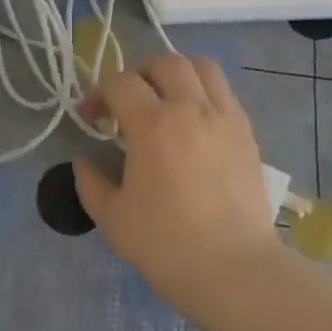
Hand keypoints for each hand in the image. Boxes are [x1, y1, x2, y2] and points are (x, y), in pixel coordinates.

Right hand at [74, 52, 277, 305]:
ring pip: (202, 66)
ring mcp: (225, 117)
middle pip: (165, 62)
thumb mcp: (113, 218)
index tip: (91, 117)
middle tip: (128, 101)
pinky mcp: (247, 133)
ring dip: (177, 72)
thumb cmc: (167, 244)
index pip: (120, 83)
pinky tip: (193, 121)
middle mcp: (191, 108)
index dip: (99, 94)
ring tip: (165, 97)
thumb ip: (91, 183)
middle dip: (139, 73)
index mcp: (153, 124)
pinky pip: (224, 92)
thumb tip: (84, 161)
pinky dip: (203, 92)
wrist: (235, 269)